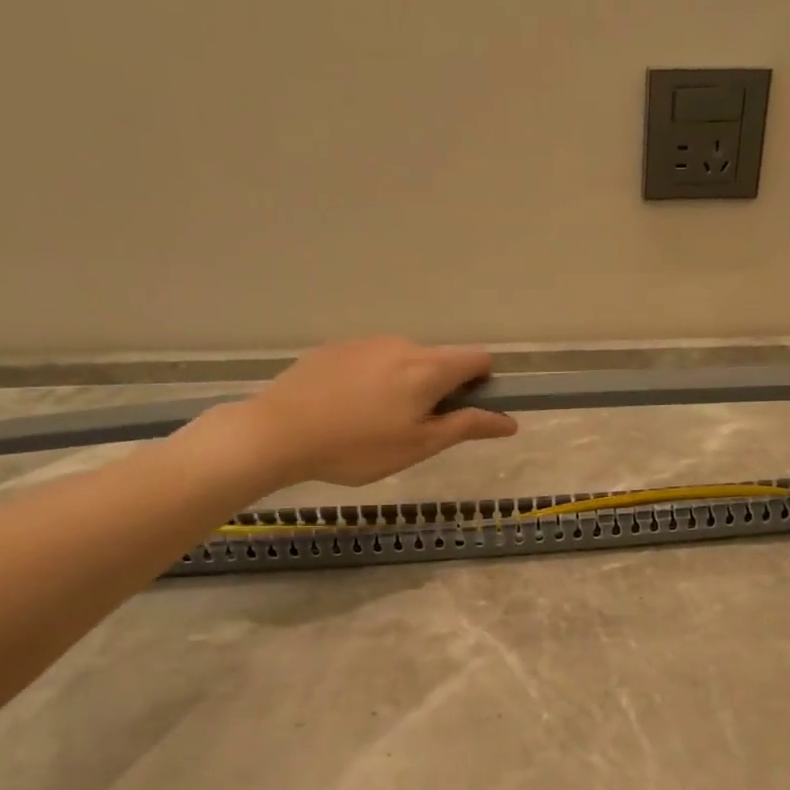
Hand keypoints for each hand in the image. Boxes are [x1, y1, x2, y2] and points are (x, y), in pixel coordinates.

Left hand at [234, 336, 517, 486]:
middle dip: (441, 389)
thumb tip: (509, 421)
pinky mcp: (335, 348)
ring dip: (406, 385)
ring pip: (404, 361)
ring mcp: (365, 342)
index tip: (467, 411)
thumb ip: (467, 427)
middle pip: (440, 360)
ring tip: (377, 424)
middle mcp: (402, 344)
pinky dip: (375, 381)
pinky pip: (371, 361)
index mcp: (428, 368)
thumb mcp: (419, 445)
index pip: (478, 358)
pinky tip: (348, 410)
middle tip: (417, 430)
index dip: (484, 383)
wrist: (279, 432)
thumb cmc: (359, 447)